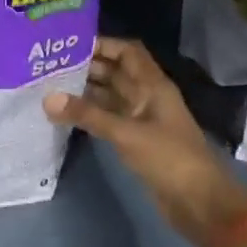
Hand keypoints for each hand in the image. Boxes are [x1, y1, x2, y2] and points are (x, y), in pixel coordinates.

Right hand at [44, 38, 246, 246]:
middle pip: (116, 72)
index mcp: (153, 85)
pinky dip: (89, 114)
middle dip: (86, 67)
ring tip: (50, 87)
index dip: (103, 44)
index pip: (127, 52)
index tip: (69, 44)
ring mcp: (141, 120)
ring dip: (85, 91)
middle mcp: (147, 97)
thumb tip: (48, 98)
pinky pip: (108, 118)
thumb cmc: (168, 158)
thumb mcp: (126, 133)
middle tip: (50, 65)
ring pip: (110, 96)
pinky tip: (65, 115)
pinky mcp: (135, 141)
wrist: (198, 202)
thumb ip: (87, 115)